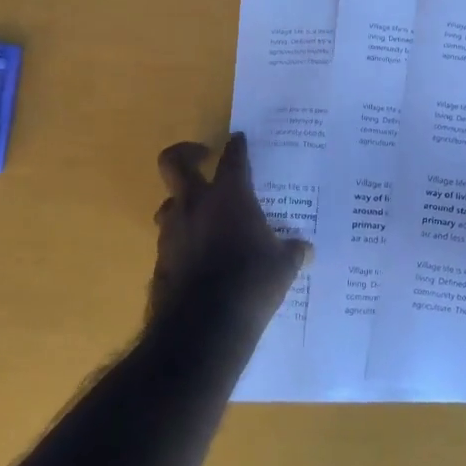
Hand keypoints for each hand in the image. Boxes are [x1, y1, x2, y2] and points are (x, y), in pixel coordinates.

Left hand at [151, 134, 311, 338]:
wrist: (203, 326)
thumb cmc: (251, 283)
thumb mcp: (283, 267)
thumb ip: (292, 251)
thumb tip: (304, 249)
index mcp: (229, 196)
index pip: (233, 158)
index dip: (237, 147)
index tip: (239, 140)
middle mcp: (195, 204)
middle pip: (175, 162)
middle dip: (186, 152)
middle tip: (202, 156)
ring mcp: (173, 231)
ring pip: (169, 203)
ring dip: (183, 203)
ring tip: (202, 214)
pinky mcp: (160, 259)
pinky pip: (170, 238)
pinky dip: (183, 239)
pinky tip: (200, 255)